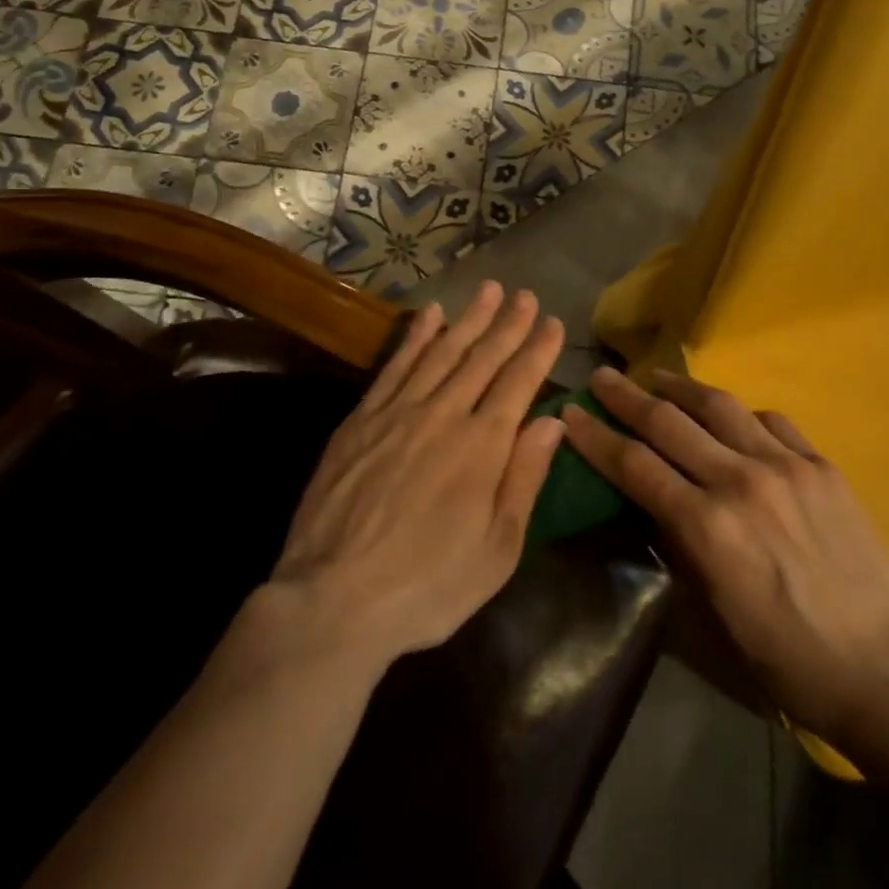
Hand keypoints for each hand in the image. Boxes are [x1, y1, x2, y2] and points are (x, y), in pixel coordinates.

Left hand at [265, 282, 565, 668]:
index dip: (539, 350)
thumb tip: (551, 422)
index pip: (519, 382)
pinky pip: (395, 366)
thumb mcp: (497, 549)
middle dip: (508, 323)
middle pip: (483, 357)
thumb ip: (524, 478)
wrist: (334, 599)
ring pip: (442, 352)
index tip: (554, 322)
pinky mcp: (362, 419)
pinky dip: (416, 337)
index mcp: (483, 446)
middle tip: (525, 294)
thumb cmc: (429, 585)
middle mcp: (445, 414)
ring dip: (468, 318)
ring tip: (488, 289)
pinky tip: (430, 316)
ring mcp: (399, 412)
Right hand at [562, 368, 888, 742]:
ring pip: (721, 407)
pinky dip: (743, 414)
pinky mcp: (822, 466)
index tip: (572, 412)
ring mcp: (786, 466)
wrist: (883, 666)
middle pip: (669, 423)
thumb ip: (678, 547)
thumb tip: (654, 503)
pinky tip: (733, 416)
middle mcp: (740, 481)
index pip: (635, 465)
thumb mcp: (713, 613)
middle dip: (626, 397)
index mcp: (706, 525)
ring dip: (681, 388)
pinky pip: (773, 422)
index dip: (597, 437)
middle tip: (601, 377)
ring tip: (658, 377)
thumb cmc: (786, 657)